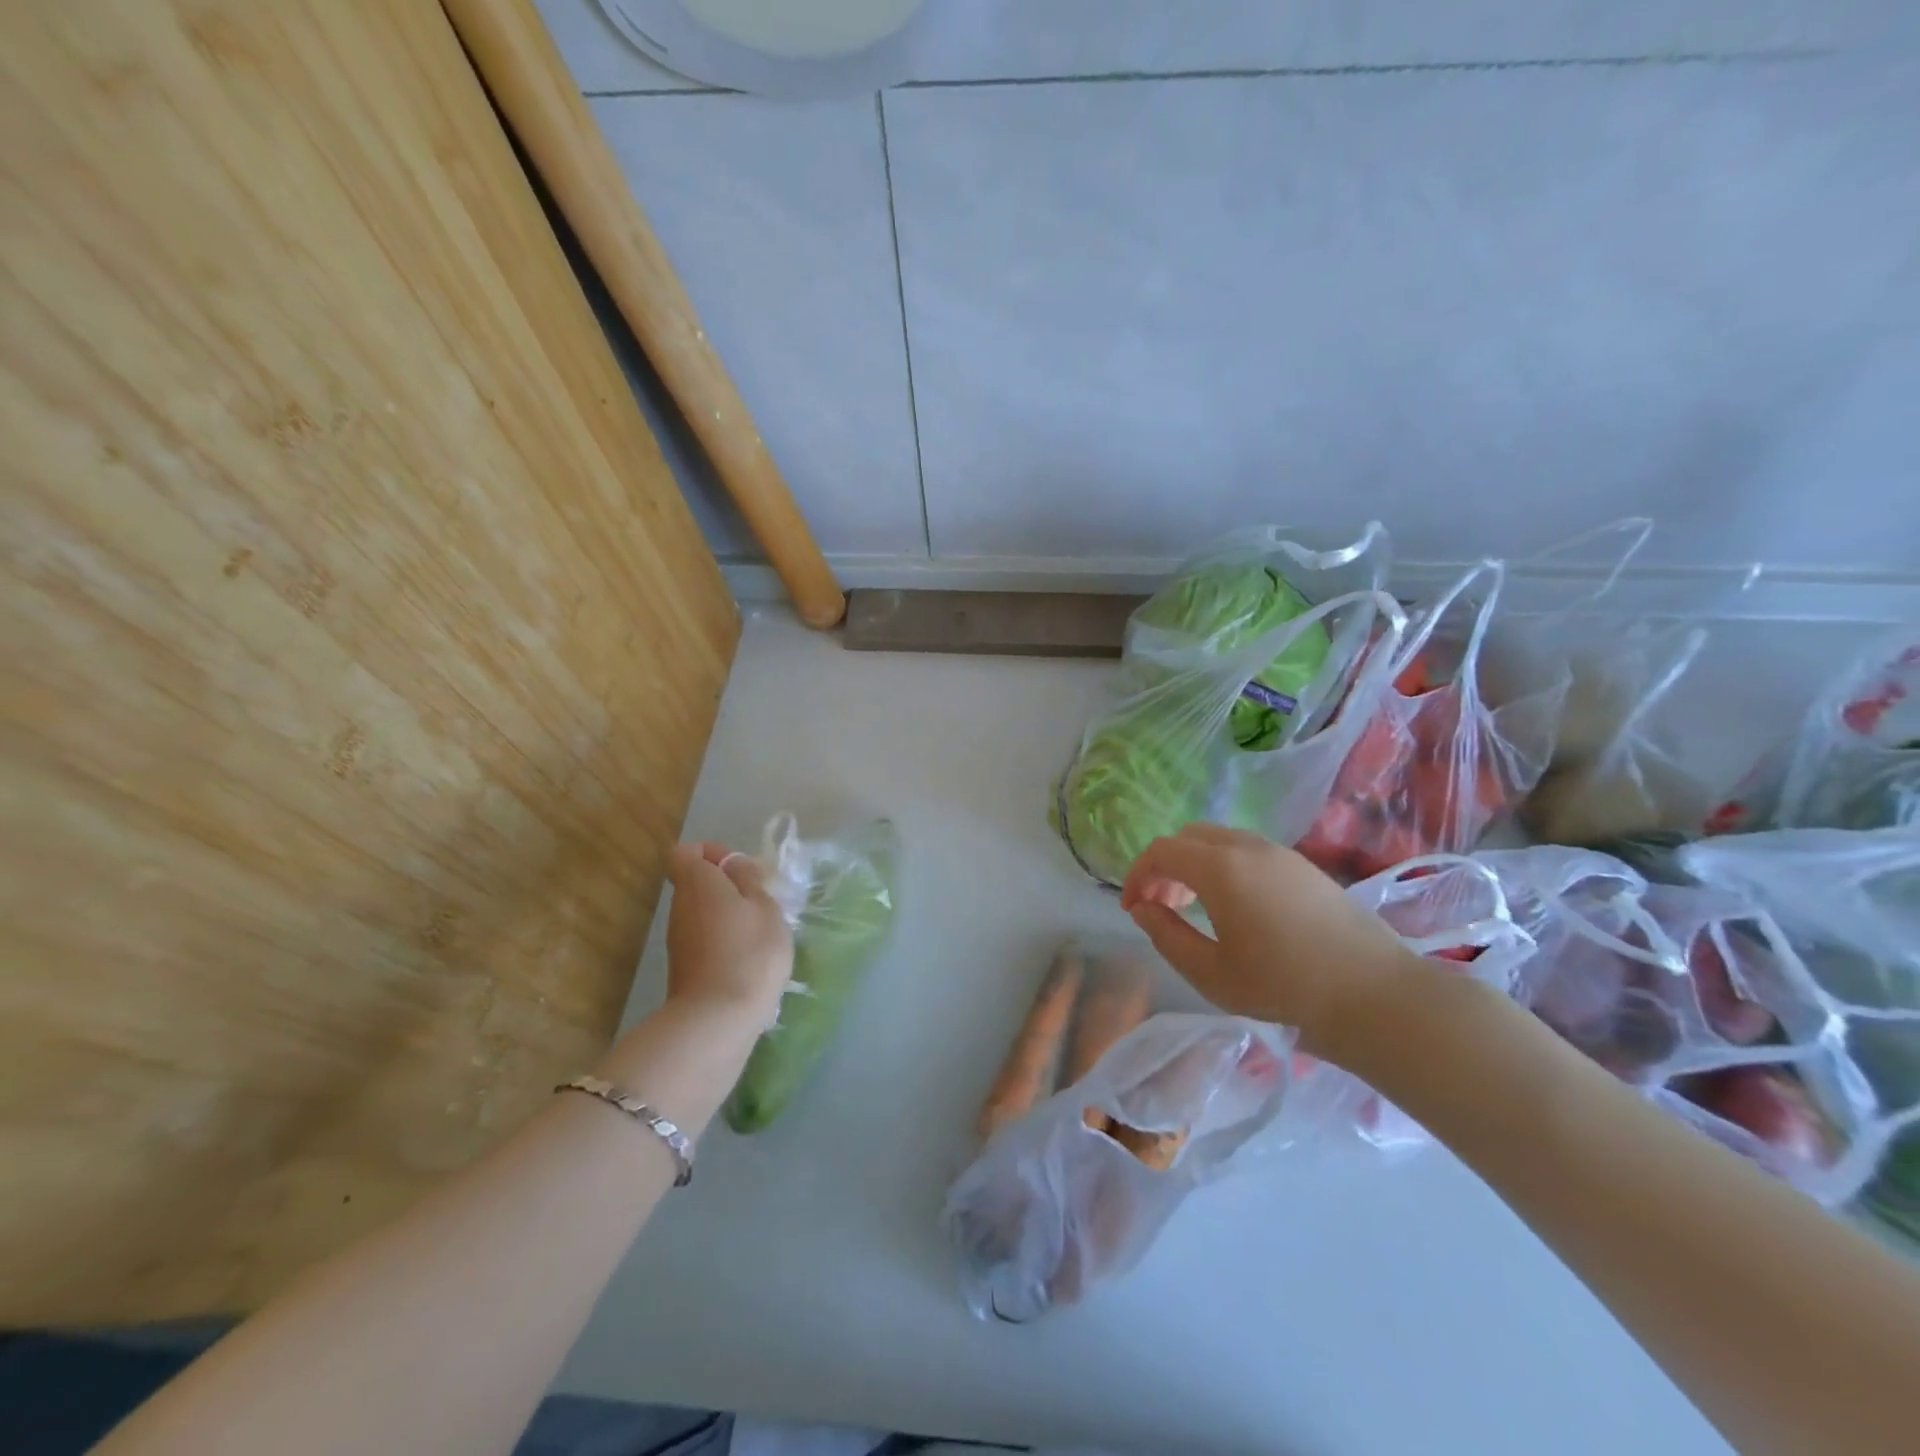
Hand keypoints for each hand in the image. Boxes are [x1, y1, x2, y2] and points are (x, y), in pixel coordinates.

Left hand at [663, 841, 793, 1027]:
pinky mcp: (684, 967)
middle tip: (760, 901)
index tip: (740, 869)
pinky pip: (704, 939)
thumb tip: (733, 865)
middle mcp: (680, 906)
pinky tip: (749, 959)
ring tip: (760, 932)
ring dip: (728, 916)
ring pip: (702, 913)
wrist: (718, 1019)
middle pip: (696, 883)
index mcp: (697, 882)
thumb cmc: (749, 951)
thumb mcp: (765, 907)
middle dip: (727, 886)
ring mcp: (678, 939)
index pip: (685, 852)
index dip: (711, 853)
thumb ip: (749, 880)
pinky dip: (724, 941)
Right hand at [1120, 824, 1426, 1054]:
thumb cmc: (1284, 988)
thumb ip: (1166, 936)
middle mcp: (1248, 847)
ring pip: (1220, 840)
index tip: (1133, 909)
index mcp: (1220, 868)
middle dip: (1165, 866)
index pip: (1162, 851)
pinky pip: (1247, 850)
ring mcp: (1280, 853)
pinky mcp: (1304, 866)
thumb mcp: (1211, 974)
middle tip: (1162, 906)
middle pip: (1188, 837)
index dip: (1137, 876)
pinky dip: (1224, 866)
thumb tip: (1143, 909)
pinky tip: (1236, 907)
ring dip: (1195, 864)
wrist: (1375, 996)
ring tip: (1195, 908)